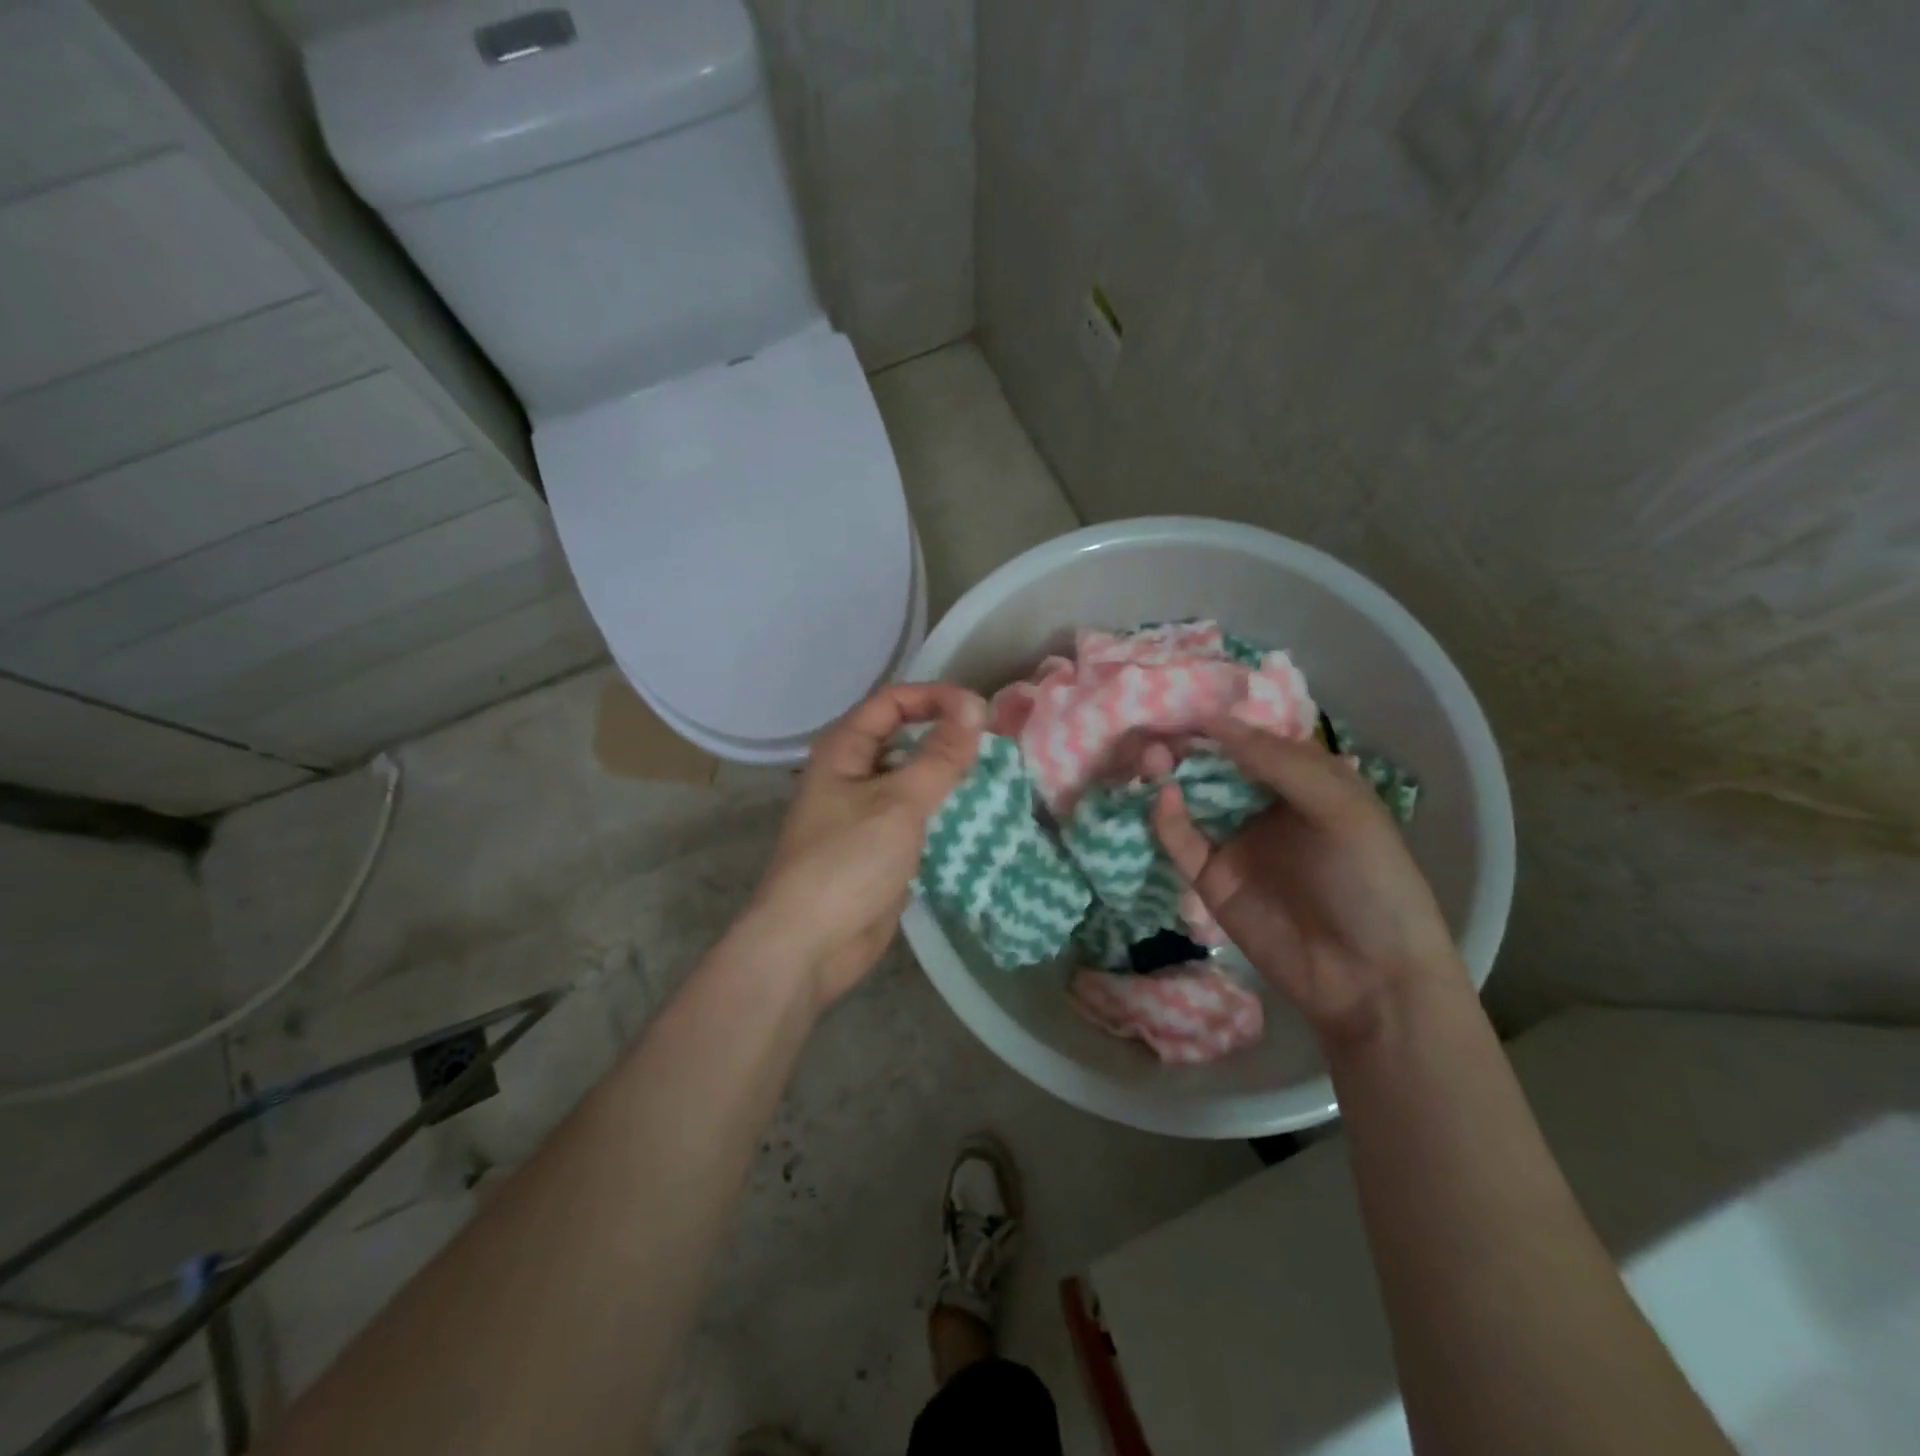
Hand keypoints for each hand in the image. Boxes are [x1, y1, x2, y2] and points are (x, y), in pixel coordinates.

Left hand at [749, 683, 985, 1007]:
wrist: (810, 945)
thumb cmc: (848, 862)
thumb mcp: (899, 803)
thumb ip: (940, 756)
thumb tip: (975, 707)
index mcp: (844, 750)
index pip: (893, 702)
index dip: (935, 698)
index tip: (981, 712)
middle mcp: (852, 774)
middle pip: (904, 739)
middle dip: (947, 737)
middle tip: (995, 746)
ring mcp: (865, 814)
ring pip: (914, 780)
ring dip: (949, 778)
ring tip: (996, 779)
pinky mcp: (880, 849)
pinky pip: (917, 818)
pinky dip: (944, 814)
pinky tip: (978, 819)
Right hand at [1153, 719, 1461, 1047]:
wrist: (1368, 979)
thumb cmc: (1369, 881)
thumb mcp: (1339, 808)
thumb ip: (1278, 762)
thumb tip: (1215, 722)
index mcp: (1305, 783)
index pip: (1255, 740)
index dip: (1222, 720)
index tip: (1184, 700)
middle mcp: (1265, 806)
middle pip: (1216, 766)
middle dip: (1187, 745)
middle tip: (1155, 726)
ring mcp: (1235, 842)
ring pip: (1191, 799)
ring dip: (1169, 774)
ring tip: (1150, 755)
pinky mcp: (1211, 879)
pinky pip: (1181, 841)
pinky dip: (1167, 818)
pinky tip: (1162, 798)